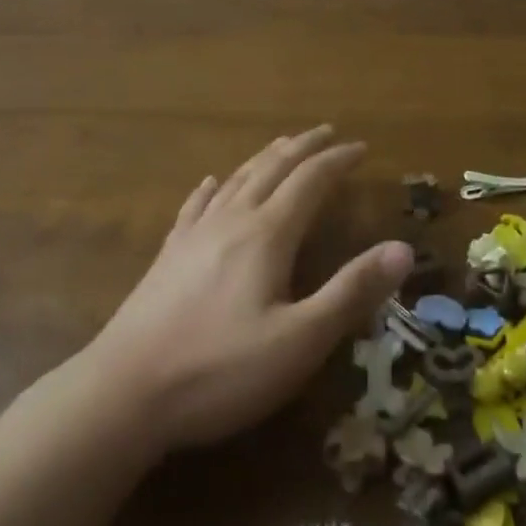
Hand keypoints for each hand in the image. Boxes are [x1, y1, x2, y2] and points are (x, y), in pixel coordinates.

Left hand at [83, 127, 412, 451]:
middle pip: (273, 168)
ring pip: (237, 180)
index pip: (310, 181)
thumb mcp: (299, 342)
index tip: (361, 147)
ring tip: (282, 145)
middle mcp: (232, 220)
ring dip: (265, 158)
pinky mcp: (168, 256)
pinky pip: (195, 206)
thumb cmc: (219, 371)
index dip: (337, 161)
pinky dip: (212, 188)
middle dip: (304, 147)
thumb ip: (352, 292)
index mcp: (267, 234)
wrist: (122, 394)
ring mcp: (194, 235)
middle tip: (326, 132)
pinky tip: (210, 184)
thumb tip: (403, 248)